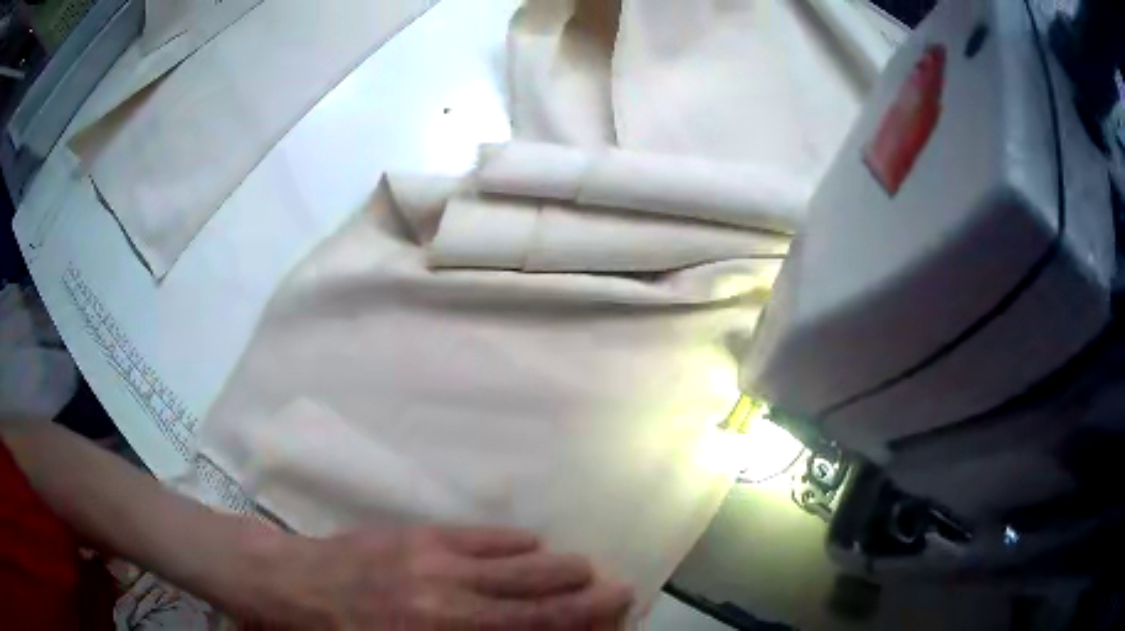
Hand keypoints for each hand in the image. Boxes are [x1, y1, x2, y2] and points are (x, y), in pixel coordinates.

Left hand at [242, 526, 633, 629]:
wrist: (290, 585)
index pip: (537, 626)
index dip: (584, 619)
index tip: (619, 609)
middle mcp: (453, 595)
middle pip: (541, 591)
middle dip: (587, 591)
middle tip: (615, 591)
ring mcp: (437, 557)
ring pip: (521, 558)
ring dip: (558, 566)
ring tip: (579, 571)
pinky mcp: (419, 532)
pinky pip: (486, 535)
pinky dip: (517, 544)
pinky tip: (530, 547)